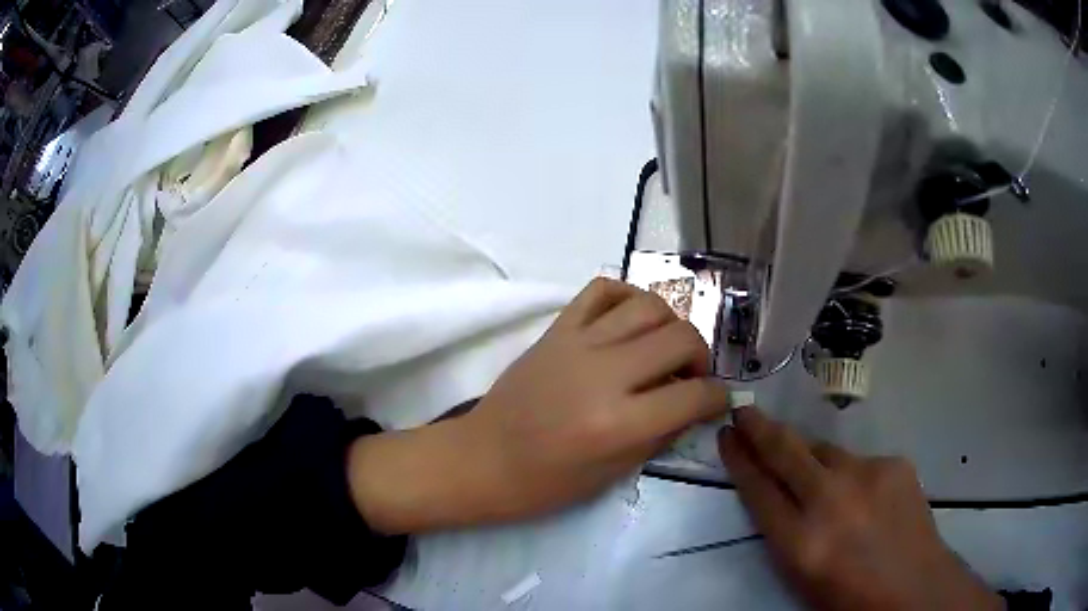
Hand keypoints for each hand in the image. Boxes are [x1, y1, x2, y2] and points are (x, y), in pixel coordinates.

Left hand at [349, 279, 730, 533]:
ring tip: (664, 348)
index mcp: (618, 423)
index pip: (694, 395)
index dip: (717, 398)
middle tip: (692, 375)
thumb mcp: (613, 474)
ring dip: (671, 324)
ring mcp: (577, 344)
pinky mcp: (556, 329)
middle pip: (680, 338)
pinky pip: (601, 290)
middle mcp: (604, 375)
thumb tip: (693, 405)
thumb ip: (661, 434)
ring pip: (648, 306)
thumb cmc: (546, 483)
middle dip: (702, 356)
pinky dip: (627, 296)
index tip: (717, 400)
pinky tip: (631, 320)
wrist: (484, 458)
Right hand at [718, 408, 1002, 610]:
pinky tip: (861, 496)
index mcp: (801, 543)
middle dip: (759, 429)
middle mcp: (830, 501)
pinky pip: (859, 462)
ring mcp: (867, 475)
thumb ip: (785, 532)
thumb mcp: (802, 577)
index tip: (727, 437)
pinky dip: (849, 474)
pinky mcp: (894, 463)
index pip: (758, 490)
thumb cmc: (848, 598)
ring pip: (824, 450)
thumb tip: (779, 494)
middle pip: (786, 452)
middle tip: (744, 411)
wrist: (914, 588)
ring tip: (805, 465)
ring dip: (807, 454)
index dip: (739, 460)